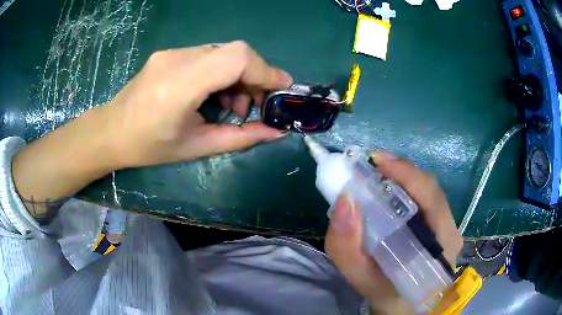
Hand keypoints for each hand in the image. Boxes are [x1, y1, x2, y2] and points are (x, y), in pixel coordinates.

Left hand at [13, 41, 291, 218]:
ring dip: (238, 76)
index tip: (282, 88)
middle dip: (254, 76)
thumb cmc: (149, 147)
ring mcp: (172, 53)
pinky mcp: (170, 53)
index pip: (235, 58)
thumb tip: (276, 132)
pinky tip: (213, 94)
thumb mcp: (196, 148)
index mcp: (180, 85)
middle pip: (234, 51)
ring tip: (231, 105)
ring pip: (222, 52)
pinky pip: (207, 55)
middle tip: (254, 105)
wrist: (111, 131)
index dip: (265, 70)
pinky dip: (221, 73)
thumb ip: (240, 138)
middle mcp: (177, 59)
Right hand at [325, 152, 462, 313]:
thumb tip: (344, 199)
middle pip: (430, 189)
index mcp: (442, 243)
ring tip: (375, 178)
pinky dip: (405, 191)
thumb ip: (348, 247)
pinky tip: (387, 195)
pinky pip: (424, 201)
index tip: (375, 160)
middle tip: (369, 169)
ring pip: (427, 192)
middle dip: (400, 172)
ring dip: (402, 180)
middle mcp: (451, 229)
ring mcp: (448, 227)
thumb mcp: (362, 279)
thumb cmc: (387, 297)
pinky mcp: (440, 228)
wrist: (403, 309)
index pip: (432, 196)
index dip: (406, 172)